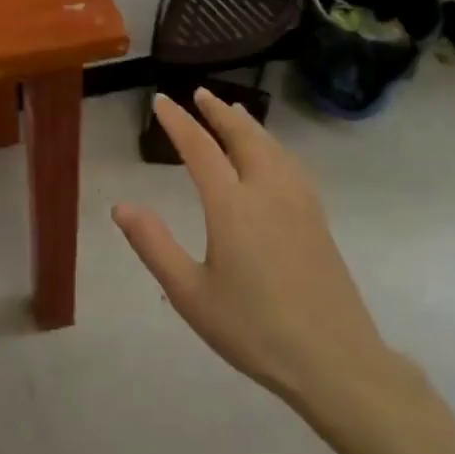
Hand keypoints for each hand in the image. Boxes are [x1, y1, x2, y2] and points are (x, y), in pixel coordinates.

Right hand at [112, 89, 398, 416]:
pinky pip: (291, 165)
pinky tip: (274, 156)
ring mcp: (299, 203)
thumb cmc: (253, 329)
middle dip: (218, 113)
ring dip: (249, 125)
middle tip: (200, 94)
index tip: (161, 101)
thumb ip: (154, 245)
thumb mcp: (190, 293)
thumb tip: (121, 207)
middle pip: (243, 137)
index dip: (178, 122)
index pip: (199, 149)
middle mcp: (267, 191)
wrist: (333, 359)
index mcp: (232, 205)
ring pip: (272, 147)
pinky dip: (273, 146)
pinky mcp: (317, 219)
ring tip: (235, 112)